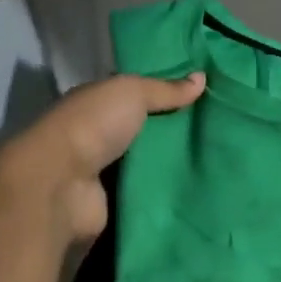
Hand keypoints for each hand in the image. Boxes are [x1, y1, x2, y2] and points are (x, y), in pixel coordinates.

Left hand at [0, 72, 205, 242]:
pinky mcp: (112, 204)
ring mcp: (103, 172)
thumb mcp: (132, 93)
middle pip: (144, 130)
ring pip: (147, 163)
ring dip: (173, 164)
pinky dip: (166, 193)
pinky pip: (146, 194)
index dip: (165, 94)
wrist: (62, 185)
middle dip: (175, 131)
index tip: (203, 96)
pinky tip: (198, 189)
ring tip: (217, 160)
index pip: (134, 95)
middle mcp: (97, 135)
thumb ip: (166, 89)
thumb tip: (202, 77)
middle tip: (219, 130)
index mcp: (96, 103)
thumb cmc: (93, 126)